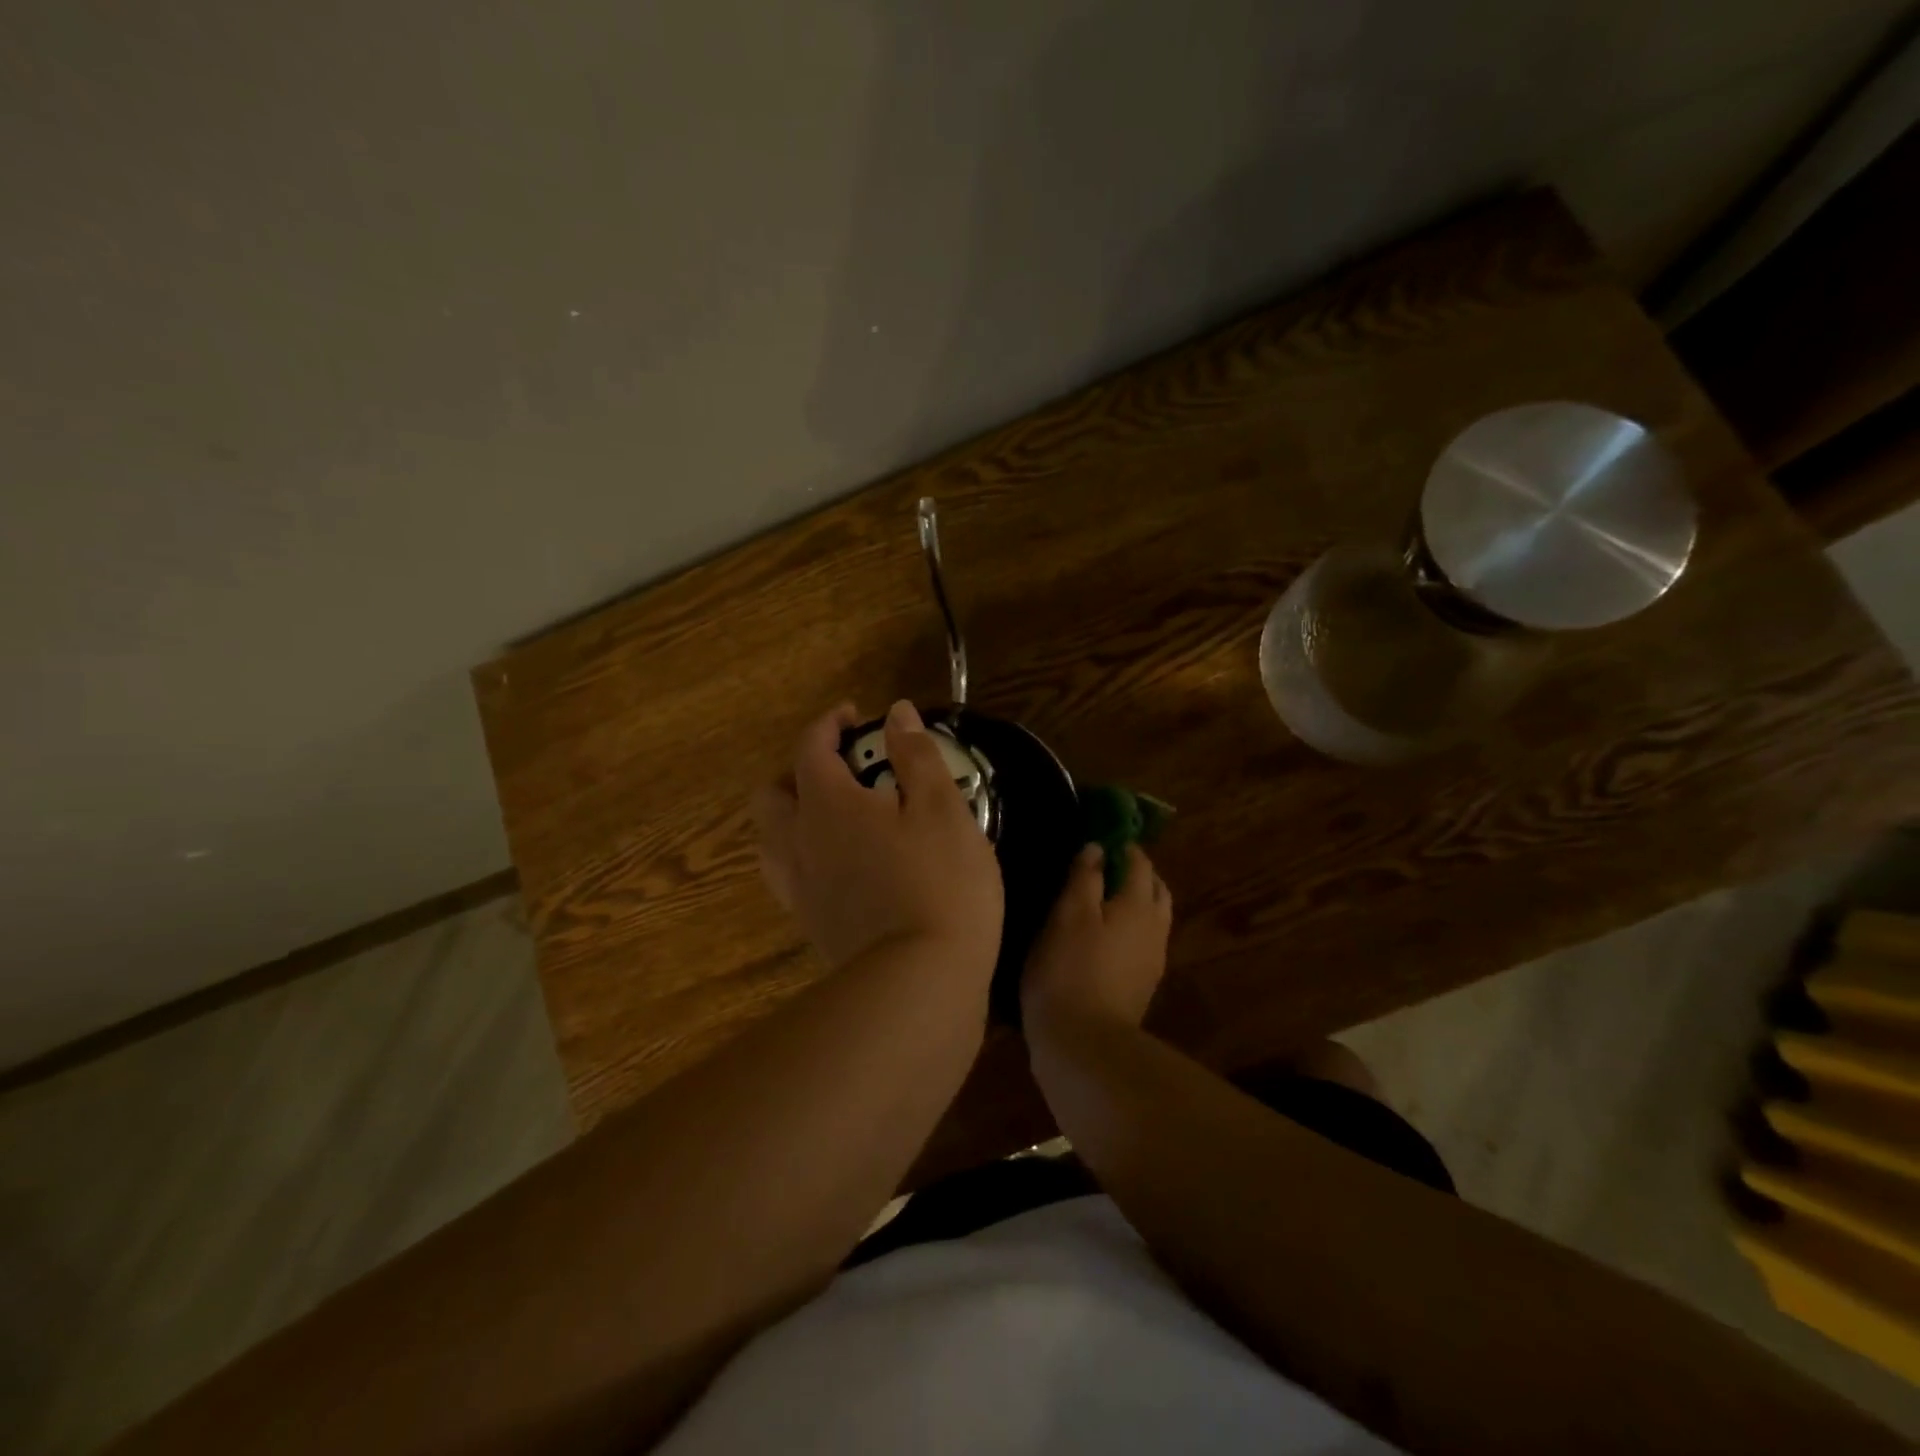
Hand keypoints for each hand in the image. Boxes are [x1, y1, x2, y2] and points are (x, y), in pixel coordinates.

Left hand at [753, 700, 1003, 975]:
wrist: (920, 984)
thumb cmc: (939, 883)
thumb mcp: (943, 808)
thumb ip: (917, 755)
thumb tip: (896, 712)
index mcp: (828, 805)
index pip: (809, 748)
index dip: (828, 724)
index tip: (853, 716)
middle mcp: (800, 842)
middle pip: (772, 795)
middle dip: (799, 770)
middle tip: (840, 769)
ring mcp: (800, 889)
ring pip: (771, 840)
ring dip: (792, 816)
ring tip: (834, 816)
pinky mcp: (812, 926)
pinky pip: (790, 878)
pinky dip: (805, 857)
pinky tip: (842, 866)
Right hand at [1022, 843, 1171, 1036]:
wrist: (1083, 1043)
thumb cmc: (1069, 969)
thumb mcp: (1068, 914)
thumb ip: (1084, 877)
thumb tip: (1097, 848)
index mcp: (1139, 905)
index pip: (1139, 863)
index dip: (1123, 846)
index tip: (1101, 838)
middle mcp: (1155, 929)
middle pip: (1154, 890)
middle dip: (1136, 873)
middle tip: (1104, 867)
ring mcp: (1152, 960)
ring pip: (1151, 918)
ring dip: (1134, 902)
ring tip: (1100, 901)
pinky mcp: (1141, 985)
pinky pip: (1142, 942)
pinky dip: (1128, 928)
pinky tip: (1102, 937)